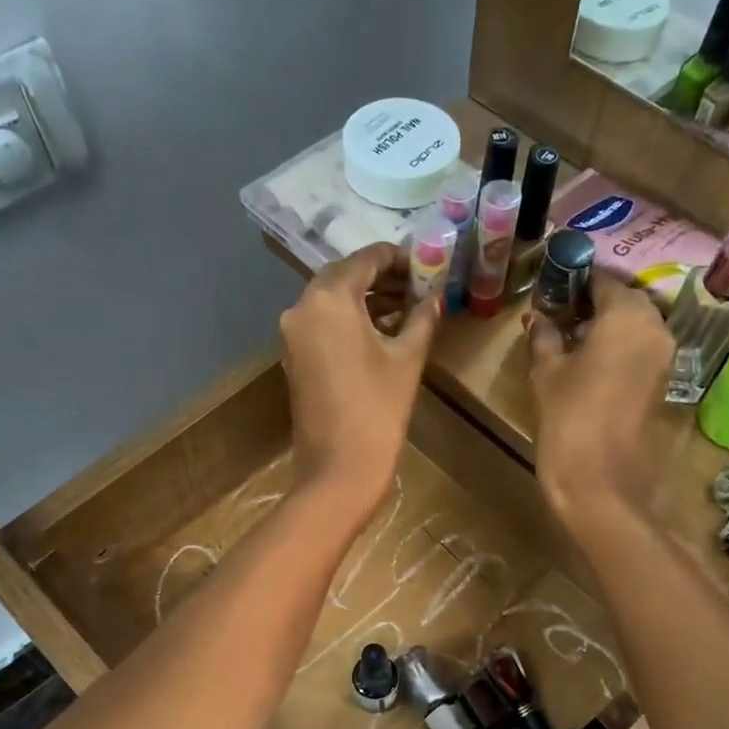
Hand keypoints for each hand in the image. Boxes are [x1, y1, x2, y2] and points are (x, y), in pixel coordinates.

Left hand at [279, 242, 439, 520]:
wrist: (339, 470)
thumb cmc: (377, 410)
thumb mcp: (407, 359)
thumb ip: (422, 319)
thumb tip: (435, 297)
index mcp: (328, 299)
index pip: (365, 259)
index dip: (398, 258)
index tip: (426, 266)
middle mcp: (302, 308)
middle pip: (345, 278)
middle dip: (382, 279)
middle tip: (419, 288)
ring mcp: (293, 336)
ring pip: (332, 302)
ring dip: (367, 302)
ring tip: (407, 311)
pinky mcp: (295, 360)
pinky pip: (323, 326)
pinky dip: (350, 322)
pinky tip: (382, 334)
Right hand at [527, 275, 672, 525]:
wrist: (603, 487)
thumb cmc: (569, 421)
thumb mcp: (547, 374)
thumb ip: (544, 337)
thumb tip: (540, 317)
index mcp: (628, 315)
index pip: (603, 280)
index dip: (575, 281)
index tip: (552, 288)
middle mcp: (658, 329)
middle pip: (626, 302)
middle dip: (594, 305)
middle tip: (560, 316)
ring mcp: (667, 360)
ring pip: (636, 329)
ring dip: (607, 330)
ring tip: (571, 343)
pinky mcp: (666, 388)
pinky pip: (642, 355)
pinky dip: (620, 353)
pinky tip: (591, 368)